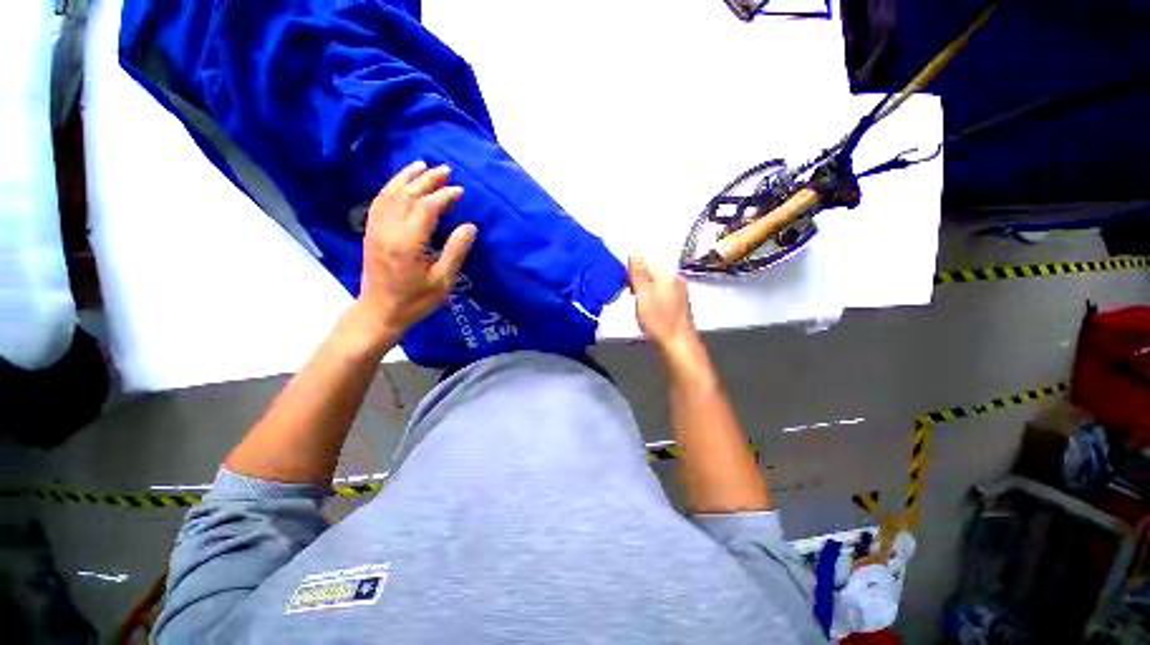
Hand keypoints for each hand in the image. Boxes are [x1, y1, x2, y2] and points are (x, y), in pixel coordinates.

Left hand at [355, 161, 476, 340]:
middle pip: (407, 195)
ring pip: (390, 194)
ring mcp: (376, 230)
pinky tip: (399, 183)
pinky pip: (379, 202)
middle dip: (427, 180)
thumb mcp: (443, 281)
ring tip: (422, 165)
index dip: (444, 196)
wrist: (380, 311)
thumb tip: (470, 226)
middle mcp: (389, 230)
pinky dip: (390, 188)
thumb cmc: (415, 300)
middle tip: (445, 170)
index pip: (426, 208)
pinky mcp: (371, 233)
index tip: (459, 191)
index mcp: (408, 243)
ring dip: (406, 177)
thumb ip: (456, 252)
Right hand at [629, 255, 697, 350]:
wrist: (677, 345)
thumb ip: (639, 272)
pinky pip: (659, 293)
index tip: (624, 279)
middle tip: (628, 290)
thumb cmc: (659, 320)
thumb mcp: (644, 294)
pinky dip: (649, 297)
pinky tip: (645, 308)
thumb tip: (635, 248)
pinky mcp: (675, 305)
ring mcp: (677, 293)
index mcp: (668, 274)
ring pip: (655, 283)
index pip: (648, 259)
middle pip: (652, 270)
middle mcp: (675, 280)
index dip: (633, 267)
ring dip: (642, 288)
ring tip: (635, 300)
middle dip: (637, 277)